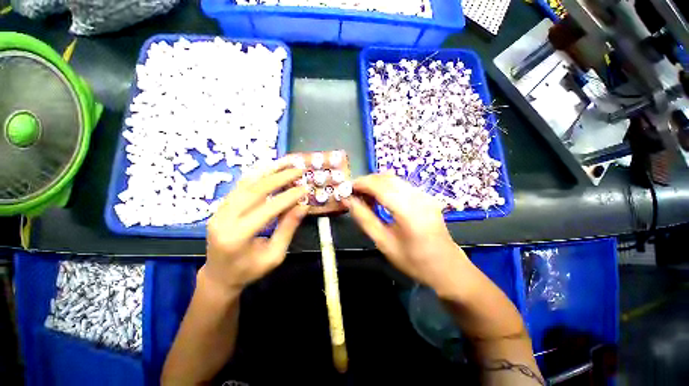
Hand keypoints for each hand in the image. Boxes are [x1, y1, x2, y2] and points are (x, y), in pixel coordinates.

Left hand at [204, 159, 308, 293]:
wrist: (219, 276)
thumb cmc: (249, 270)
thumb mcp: (274, 255)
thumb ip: (287, 229)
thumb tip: (303, 206)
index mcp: (238, 237)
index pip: (267, 210)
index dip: (288, 197)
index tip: (305, 188)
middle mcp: (224, 220)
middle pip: (254, 191)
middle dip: (279, 178)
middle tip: (298, 170)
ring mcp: (219, 211)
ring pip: (245, 184)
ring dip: (268, 171)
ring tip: (285, 162)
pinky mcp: (221, 207)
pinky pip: (240, 186)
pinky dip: (256, 175)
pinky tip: (269, 168)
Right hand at [344, 174, 468, 293]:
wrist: (446, 267)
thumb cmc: (413, 260)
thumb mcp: (384, 243)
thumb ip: (364, 219)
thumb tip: (349, 201)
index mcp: (407, 210)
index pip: (379, 185)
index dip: (360, 184)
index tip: (347, 189)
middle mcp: (417, 196)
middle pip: (386, 178)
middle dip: (367, 182)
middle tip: (354, 194)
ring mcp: (424, 194)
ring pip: (394, 179)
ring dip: (376, 183)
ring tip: (365, 197)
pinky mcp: (426, 196)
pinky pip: (401, 184)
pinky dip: (387, 187)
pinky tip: (381, 199)